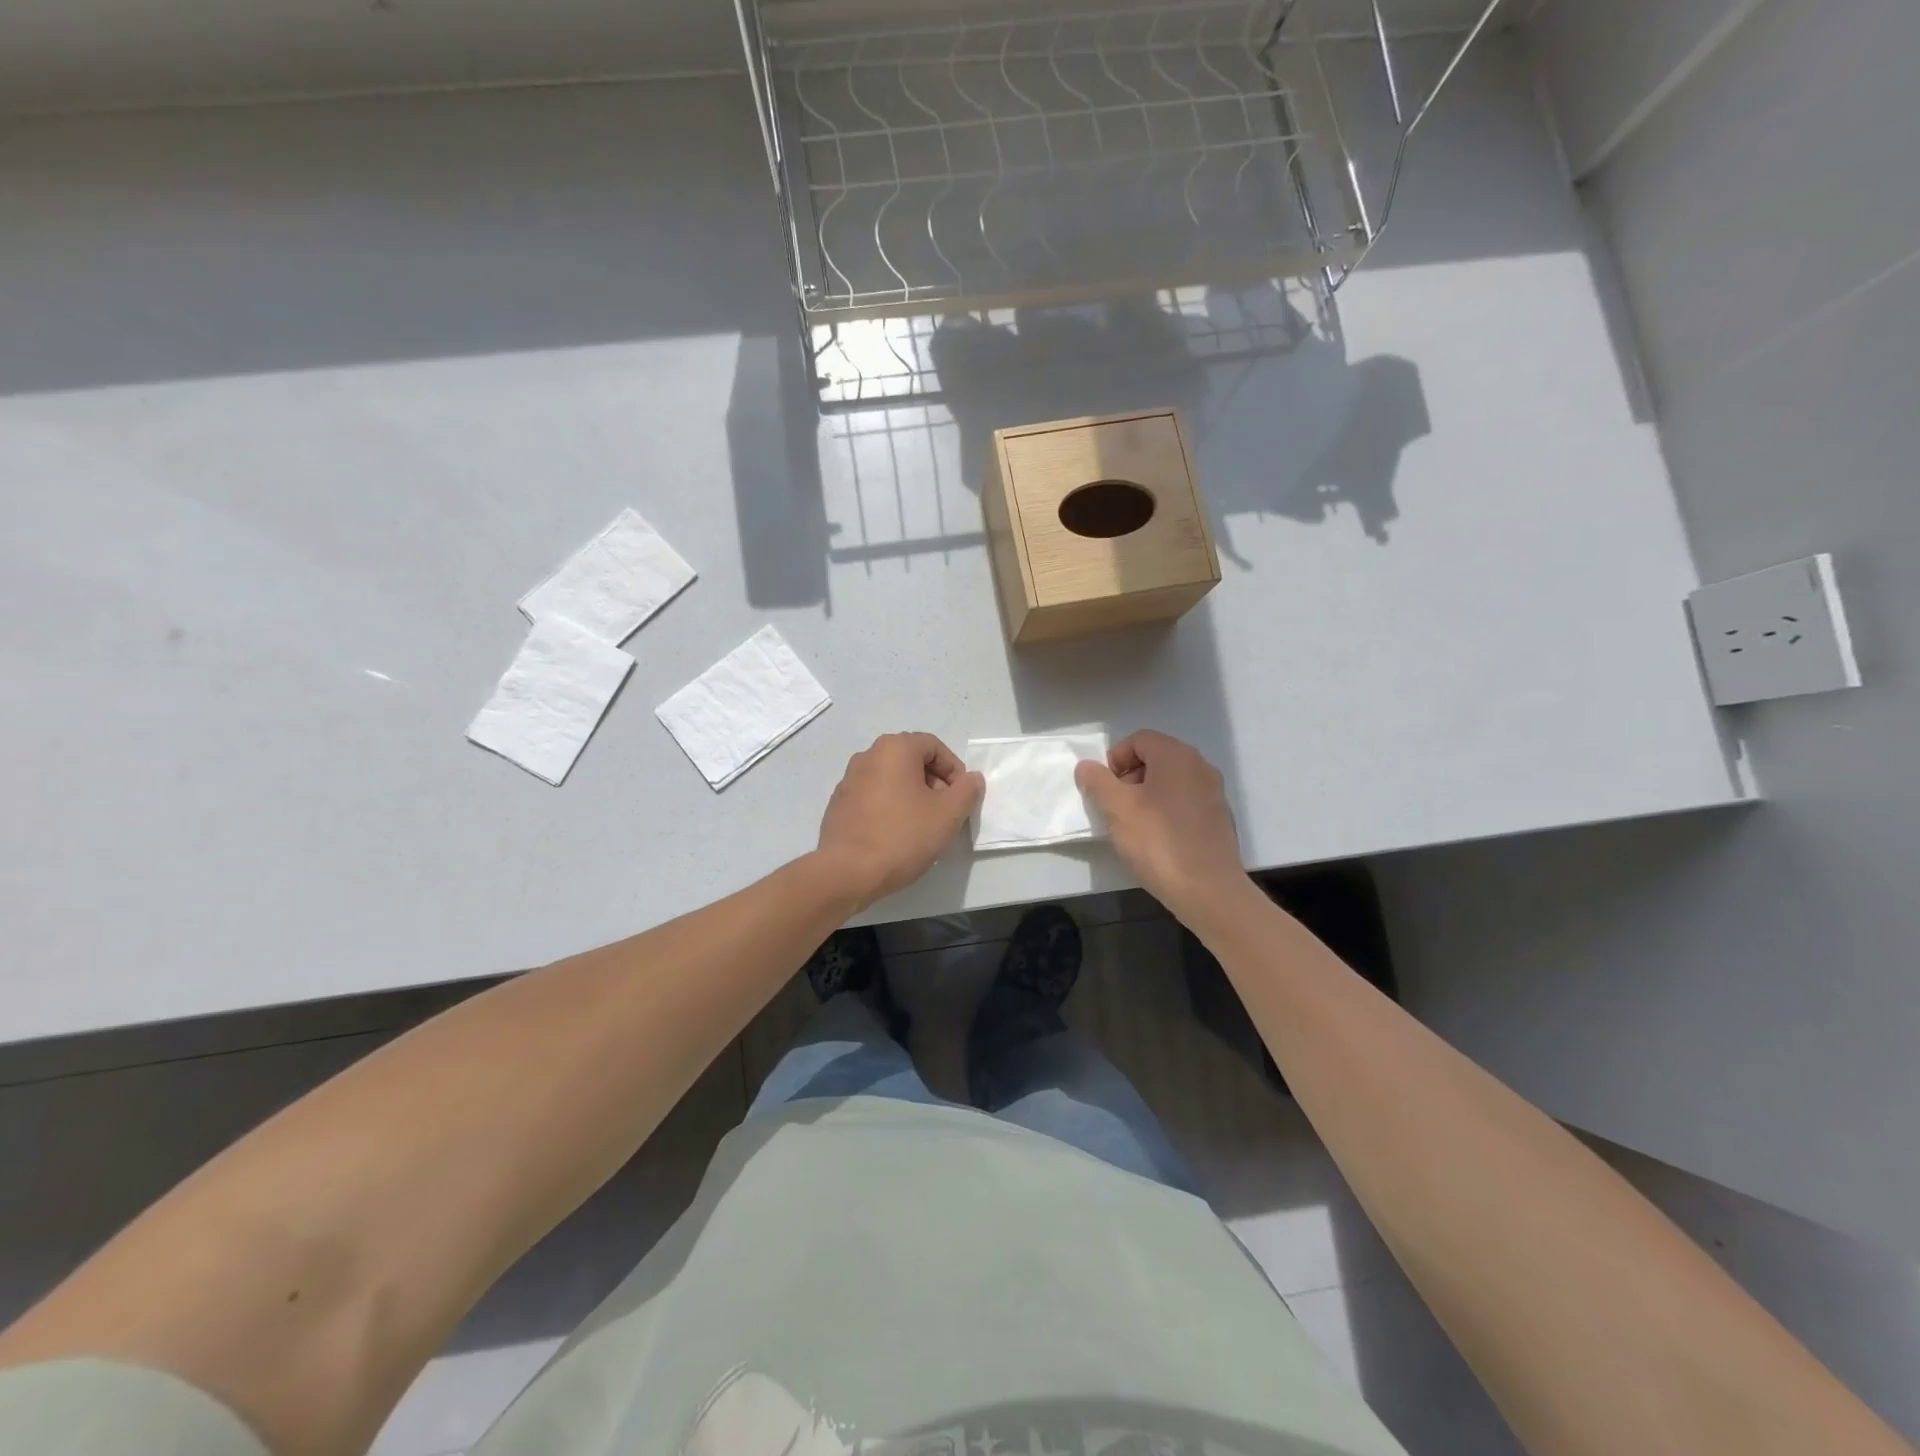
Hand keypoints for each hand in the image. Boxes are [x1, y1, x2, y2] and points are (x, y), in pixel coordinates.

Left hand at [816, 733, 984, 909]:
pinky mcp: (839, 804)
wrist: (847, 872)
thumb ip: (967, 791)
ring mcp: (849, 780)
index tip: (961, 798)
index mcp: (894, 749)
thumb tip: (971, 778)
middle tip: (944, 812)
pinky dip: (890, 807)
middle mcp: (868, 756)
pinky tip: (896, 835)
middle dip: (933, 782)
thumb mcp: (948, 814)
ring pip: (891, 779)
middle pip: (911, 760)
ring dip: (912, 795)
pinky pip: (873, 796)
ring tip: (922, 826)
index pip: (934, 746)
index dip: (954, 770)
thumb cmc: (902, 836)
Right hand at [1075, 731, 1246, 917]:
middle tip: (1115, 807)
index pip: (1139, 739)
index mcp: (1176, 756)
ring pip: (1170, 782)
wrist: (1208, 890)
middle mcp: (1200, 767)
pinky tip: (1156, 840)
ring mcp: (1213, 793)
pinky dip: (1166, 812)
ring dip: (1146, 796)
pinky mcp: (1218, 819)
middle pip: (1155, 758)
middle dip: (1129, 778)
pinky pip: (1184, 803)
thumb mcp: (1117, 809)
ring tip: (1132, 826)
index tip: (1104, 788)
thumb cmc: (1158, 842)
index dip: (1115, 759)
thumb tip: (1086, 766)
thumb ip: (1097, 781)